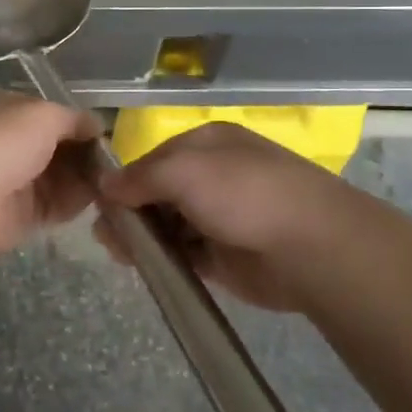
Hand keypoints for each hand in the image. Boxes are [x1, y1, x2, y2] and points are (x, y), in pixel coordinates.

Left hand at [0, 91, 99, 253]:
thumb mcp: (44, 114)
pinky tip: (98, 201)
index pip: (50, 116)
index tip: (106, 136)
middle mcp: (9, 144)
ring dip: (86, 181)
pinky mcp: (21, 216)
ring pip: (61, 179)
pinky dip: (76, 204)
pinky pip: (57, 207)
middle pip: (59, 150)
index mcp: (7, 111)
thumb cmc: (1, 140)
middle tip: (115, 165)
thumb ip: (75, 119)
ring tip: (114, 183)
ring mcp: (14, 181)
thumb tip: (96, 125)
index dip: (78, 125)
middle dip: (86, 156)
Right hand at [96, 122, 340, 311]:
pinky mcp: (224, 256)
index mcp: (207, 144)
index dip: (126, 177)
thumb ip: (139, 177)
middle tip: (105, 233)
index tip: (100, 200)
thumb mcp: (183, 170)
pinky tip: (142, 266)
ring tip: (117, 252)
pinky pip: (183, 254)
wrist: (310, 248)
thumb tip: (104, 184)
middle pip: (158, 191)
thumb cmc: (244, 194)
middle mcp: (213, 177)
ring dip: (142, 236)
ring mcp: (220, 217)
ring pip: (168, 224)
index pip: (154, 157)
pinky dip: (162, 258)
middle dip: (130, 209)